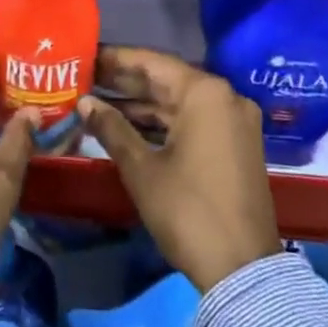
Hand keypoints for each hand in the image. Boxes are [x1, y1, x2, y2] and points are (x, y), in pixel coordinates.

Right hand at [78, 47, 279, 292]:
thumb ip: (112, 128)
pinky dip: (162, 123)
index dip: (116, 59)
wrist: (243, 270)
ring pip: (179, 103)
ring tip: (97, 101)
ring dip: (141, 105)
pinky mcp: (236, 145)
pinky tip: (127, 126)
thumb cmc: (188, 211)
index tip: (85, 56)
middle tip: (85, 77)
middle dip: (125, 82)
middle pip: (166, 81)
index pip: (152, 63)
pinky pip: (193, 121)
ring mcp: (234, 122)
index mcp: (205, 93)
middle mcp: (225, 98)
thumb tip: (84, 102)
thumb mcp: (142, 169)